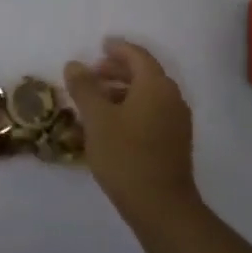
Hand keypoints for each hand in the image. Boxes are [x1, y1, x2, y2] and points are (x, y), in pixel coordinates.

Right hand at [64, 37, 197, 221]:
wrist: (161, 206)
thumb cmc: (126, 155)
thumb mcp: (97, 119)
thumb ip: (84, 88)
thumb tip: (75, 64)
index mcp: (156, 86)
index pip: (138, 56)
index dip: (118, 48)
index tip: (100, 45)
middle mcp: (171, 98)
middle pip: (144, 74)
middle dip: (118, 70)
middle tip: (92, 74)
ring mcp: (177, 122)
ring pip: (148, 95)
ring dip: (122, 91)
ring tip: (96, 101)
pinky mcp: (175, 143)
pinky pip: (152, 113)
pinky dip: (131, 109)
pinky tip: (111, 125)